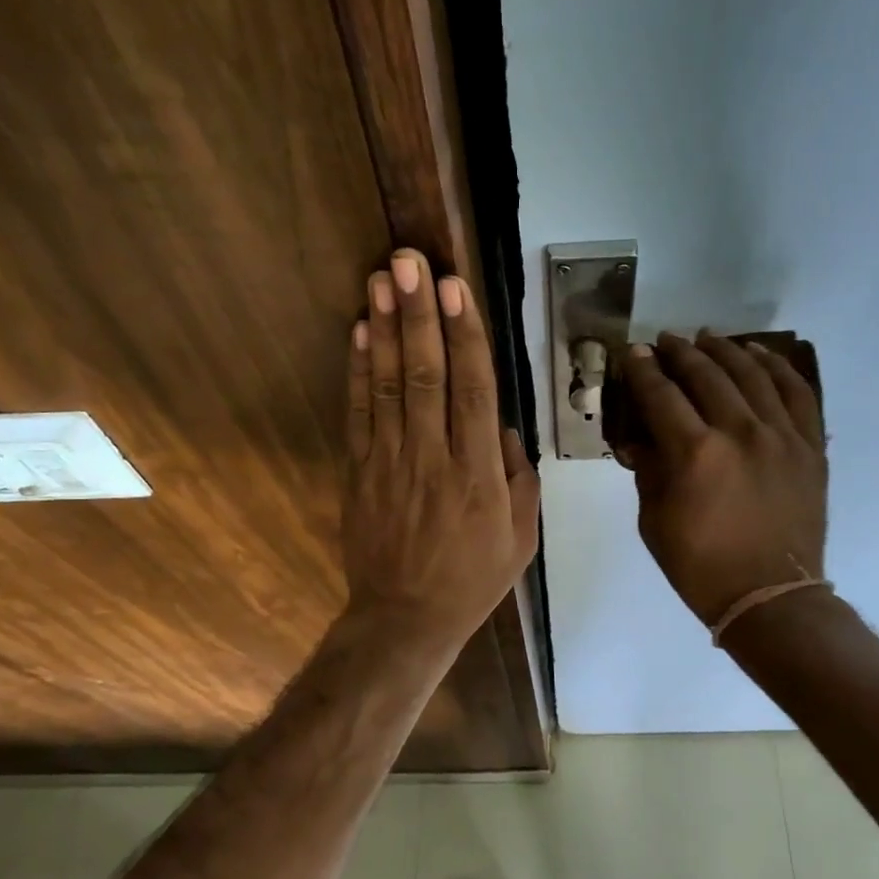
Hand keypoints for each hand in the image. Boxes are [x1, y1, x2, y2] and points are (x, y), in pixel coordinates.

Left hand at [342, 249, 539, 656]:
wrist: (405, 618)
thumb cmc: (472, 579)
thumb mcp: (521, 537)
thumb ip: (519, 479)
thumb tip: (504, 430)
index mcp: (478, 472)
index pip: (473, 390)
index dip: (464, 335)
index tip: (455, 288)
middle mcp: (433, 457)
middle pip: (426, 375)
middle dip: (418, 314)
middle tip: (409, 261)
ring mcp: (390, 462)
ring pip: (388, 385)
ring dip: (384, 329)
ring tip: (381, 279)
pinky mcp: (359, 471)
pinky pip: (358, 414)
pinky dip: (357, 371)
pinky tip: (358, 332)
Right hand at [619, 332, 827, 628]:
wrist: (770, 598)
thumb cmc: (701, 567)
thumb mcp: (654, 522)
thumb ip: (648, 472)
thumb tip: (639, 439)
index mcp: (695, 454)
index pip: (662, 396)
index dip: (643, 371)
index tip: (634, 353)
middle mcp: (740, 433)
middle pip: (707, 376)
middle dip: (680, 353)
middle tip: (665, 341)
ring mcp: (782, 436)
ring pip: (752, 374)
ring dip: (726, 351)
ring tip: (708, 338)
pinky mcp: (810, 447)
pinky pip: (798, 394)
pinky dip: (778, 368)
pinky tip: (760, 354)